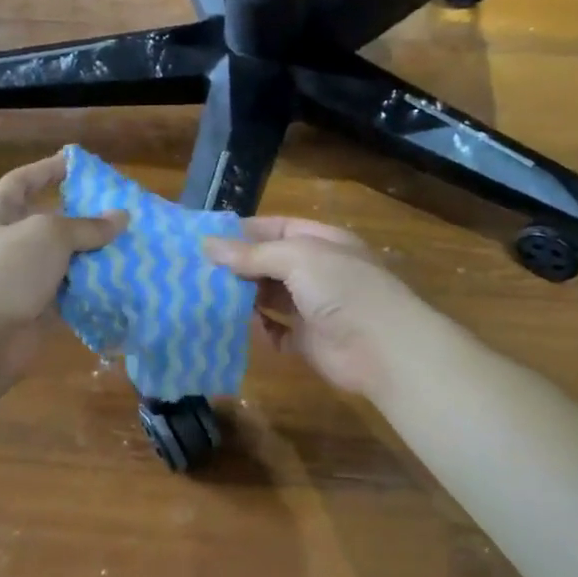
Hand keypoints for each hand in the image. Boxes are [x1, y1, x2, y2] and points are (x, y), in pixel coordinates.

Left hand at [0, 154, 125, 379]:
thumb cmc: (6, 273)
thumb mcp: (48, 235)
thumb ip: (86, 225)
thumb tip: (121, 217)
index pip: (21, 183)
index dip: (46, 170)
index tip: (76, 164)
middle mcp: (9, 246)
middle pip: (48, 222)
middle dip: (81, 217)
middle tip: (118, 211)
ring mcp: (23, 280)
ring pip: (64, 260)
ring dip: (93, 255)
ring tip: (130, 245)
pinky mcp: (38, 310)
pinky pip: (71, 293)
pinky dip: (93, 288)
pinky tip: (122, 281)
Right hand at [204, 217, 430, 398]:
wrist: (383, 348)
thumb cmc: (343, 289)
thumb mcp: (297, 257)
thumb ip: (253, 253)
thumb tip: (208, 244)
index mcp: (322, 241)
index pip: (276, 228)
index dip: (243, 231)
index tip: (205, 238)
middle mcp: (317, 271)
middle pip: (269, 263)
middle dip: (237, 266)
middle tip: (194, 270)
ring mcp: (312, 307)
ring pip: (269, 297)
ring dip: (242, 297)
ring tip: (203, 296)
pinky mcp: (307, 340)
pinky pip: (275, 331)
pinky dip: (257, 329)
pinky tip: (234, 326)